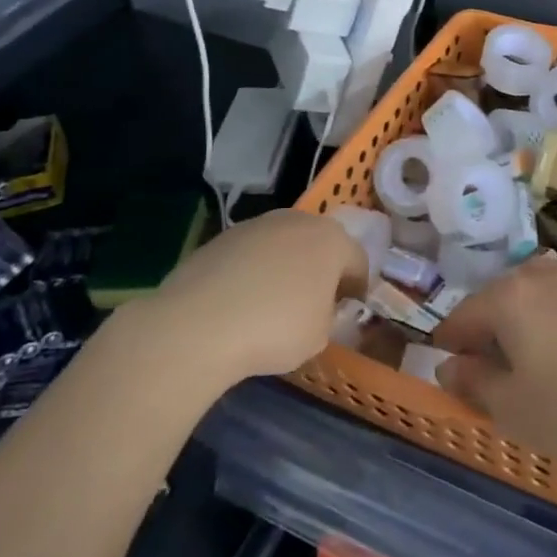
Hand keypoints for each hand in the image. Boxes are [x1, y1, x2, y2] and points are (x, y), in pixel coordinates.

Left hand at [143, 209, 366, 382]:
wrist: (198, 324)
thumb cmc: (275, 329)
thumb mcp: (320, 336)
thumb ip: (329, 315)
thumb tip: (319, 308)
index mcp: (332, 240)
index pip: (358, 261)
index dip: (357, 286)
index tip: (348, 309)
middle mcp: (299, 221)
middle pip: (320, 243)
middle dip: (320, 269)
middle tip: (313, 302)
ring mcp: (258, 225)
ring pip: (283, 244)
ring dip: (285, 266)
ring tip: (272, 302)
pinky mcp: (223, 236)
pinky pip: (251, 254)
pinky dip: (253, 271)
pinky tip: (240, 301)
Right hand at [431, 256, 556, 463]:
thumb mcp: (509, 406)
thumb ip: (472, 381)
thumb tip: (448, 364)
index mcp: (507, 297)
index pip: (463, 315)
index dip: (449, 342)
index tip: (447, 365)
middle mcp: (538, 276)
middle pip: (496, 296)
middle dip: (484, 324)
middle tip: (482, 362)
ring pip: (530, 288)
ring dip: (518, 312)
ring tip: (520, 347)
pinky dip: (549, 310)